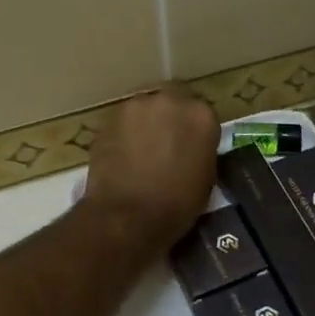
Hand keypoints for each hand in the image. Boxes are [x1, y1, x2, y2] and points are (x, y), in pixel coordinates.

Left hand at [82, 84, 218, 251]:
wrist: (127, 217)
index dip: (195, 127)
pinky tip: (123, 156)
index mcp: (201, 115)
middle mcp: (169, 101)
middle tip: (167, 140)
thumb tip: (191, 146)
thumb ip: (201, 149)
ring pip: (144, 107)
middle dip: (170, 115)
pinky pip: (123, 122)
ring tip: (142, 149)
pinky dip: (125, 134)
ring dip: (146, 122)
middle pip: (172, 98)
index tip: (191, 142)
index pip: (201, 111)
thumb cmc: (177, 205)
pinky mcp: (108, 120)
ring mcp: (135, 107)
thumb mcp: (206, 177)